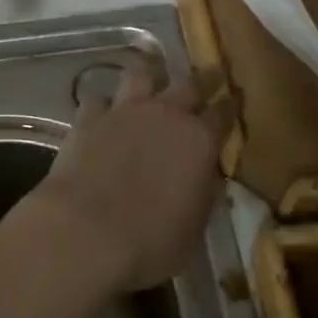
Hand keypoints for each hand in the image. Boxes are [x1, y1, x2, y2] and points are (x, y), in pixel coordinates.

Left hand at [35, 63, 230, 291]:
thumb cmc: (149, 243)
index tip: (232, 101)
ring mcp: (124, 110)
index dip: (229, 107)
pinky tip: (101, 114)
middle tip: (204, 78)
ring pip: (141, 74)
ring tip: (148, 80)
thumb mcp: (193, 232)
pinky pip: (97, 99)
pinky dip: (102, 106)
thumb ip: (204, 198)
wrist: (85, 231)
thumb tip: (209, 180)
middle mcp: (166, 114)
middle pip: (189, 83)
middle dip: (200, 80)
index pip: (223, 113)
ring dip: (147, 76)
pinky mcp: (88, 117)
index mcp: (199, 141)